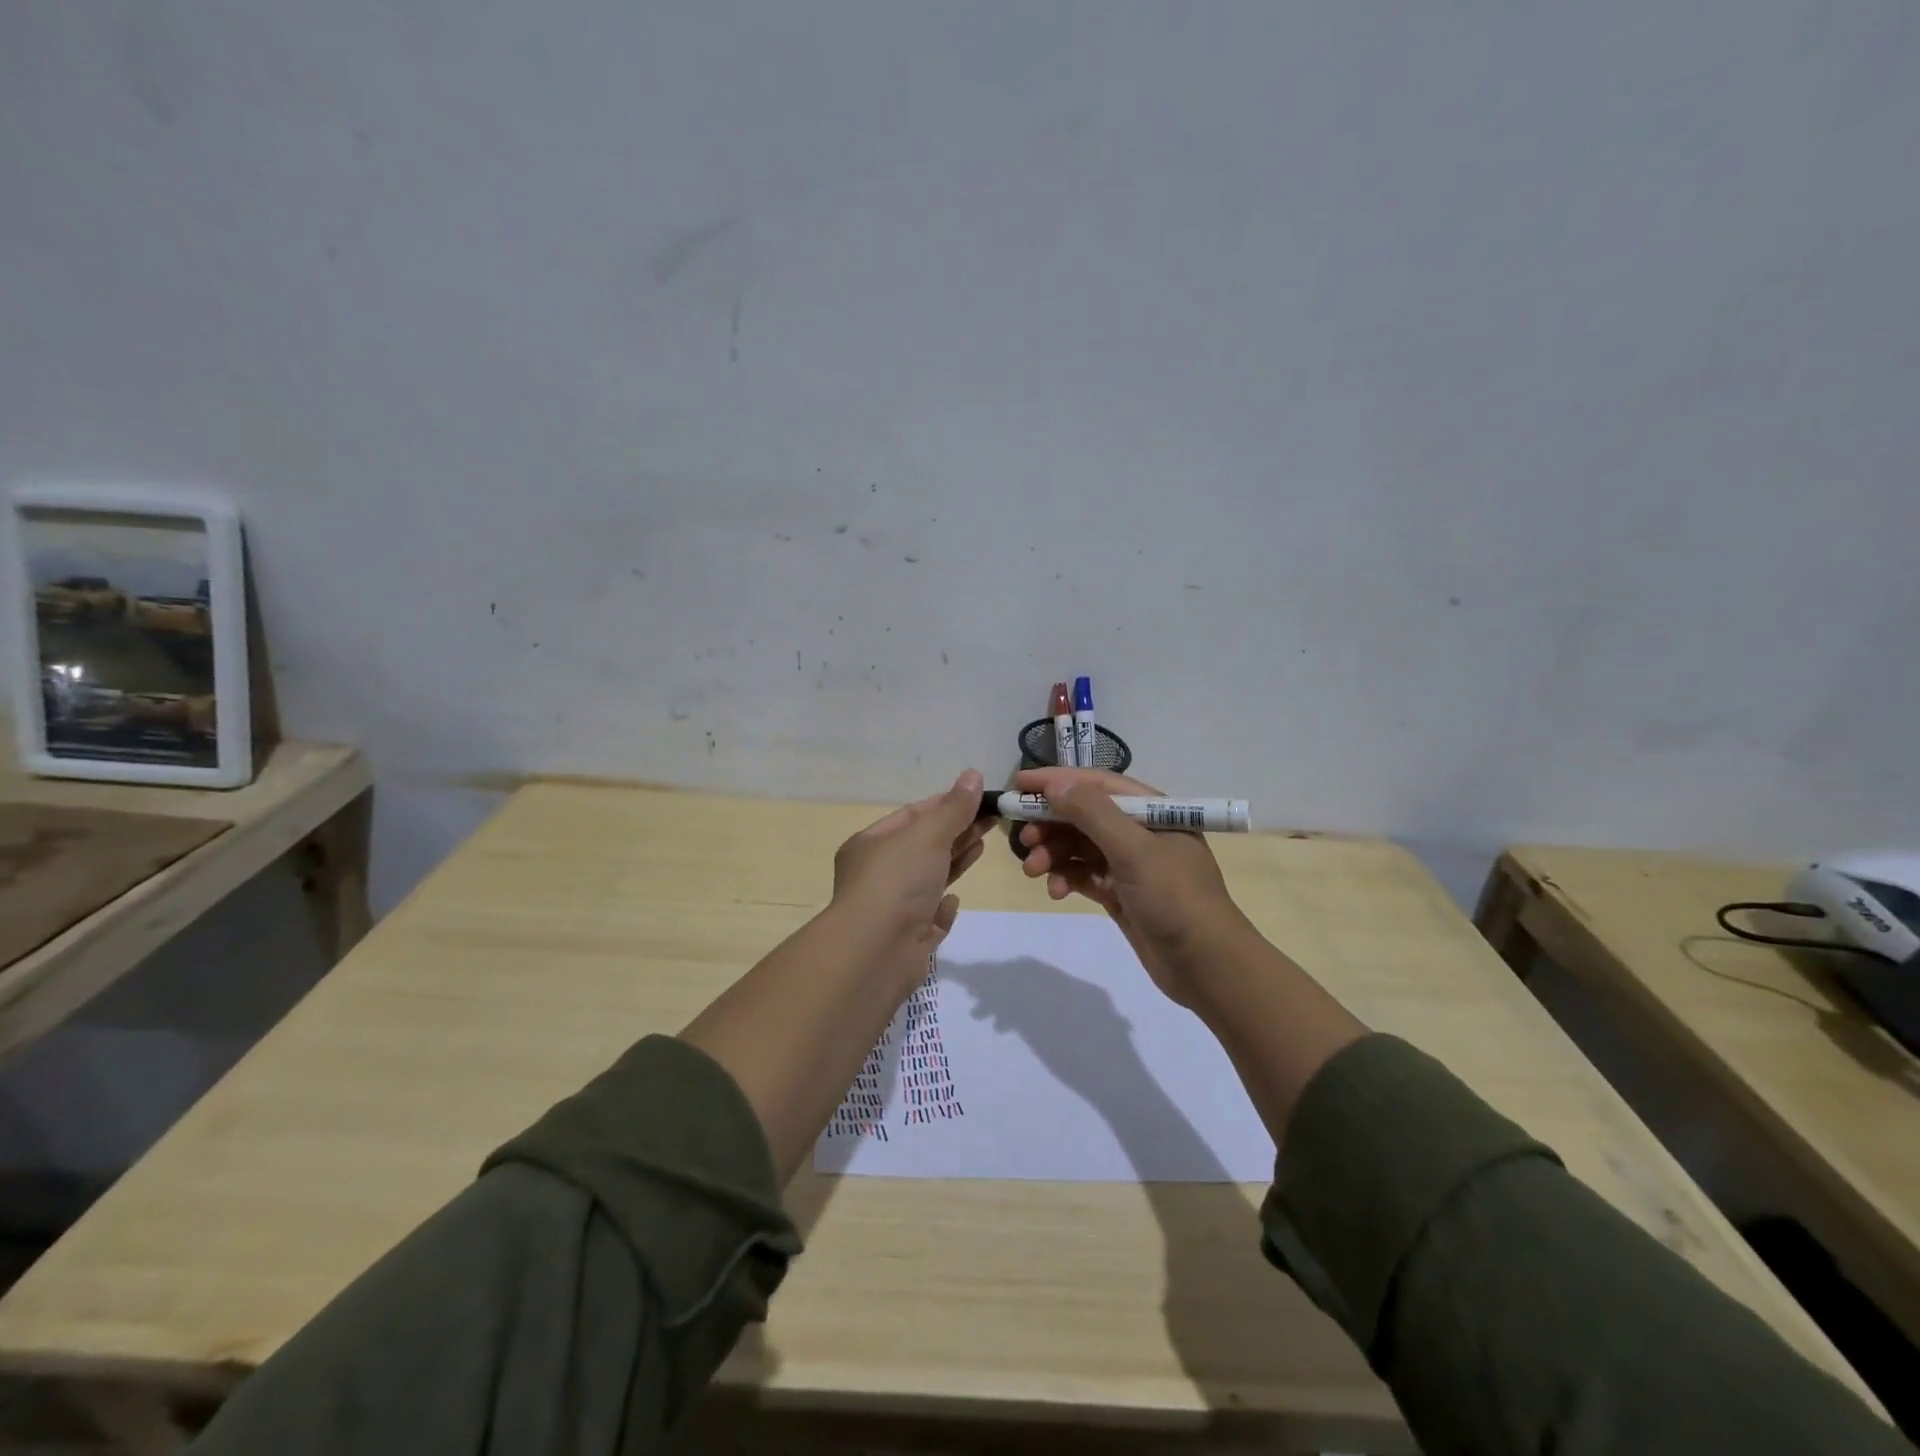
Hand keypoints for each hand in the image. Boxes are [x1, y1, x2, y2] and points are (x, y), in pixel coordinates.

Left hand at [831, 769, 990, 986]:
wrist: (876, 952)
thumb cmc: (897, 881)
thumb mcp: (927, 834)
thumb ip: (954, 808)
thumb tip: (973, 775)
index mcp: (871, 845)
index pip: (912, 815)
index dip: (946, 804)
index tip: (979, 798)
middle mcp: (877, 875)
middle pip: (923, 846)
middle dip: (957, 831)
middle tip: (993, 819)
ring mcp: (892, 910)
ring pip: (928, 879)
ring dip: (954, 862)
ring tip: (983, 845)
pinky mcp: (908, 940)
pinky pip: (928, 917)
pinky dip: (942, 908)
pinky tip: (953, 900)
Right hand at [1014, 767, 1250, 1006]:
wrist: (1206, 965)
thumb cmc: (1175, 897)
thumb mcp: (1134, 850)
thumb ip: (1093, 814)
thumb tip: (1056, 784)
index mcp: (1151, 810)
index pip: (1096, 784)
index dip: (1057, 781)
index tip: (1018, 785)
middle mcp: (1139, 831)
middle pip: (1084, 815)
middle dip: (1051, 823)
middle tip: (1023, 838)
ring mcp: (1130, 864)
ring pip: (1079, 847)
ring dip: (1053, 853)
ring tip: (1033, 870)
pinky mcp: (1121, 893)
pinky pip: (1084, 875)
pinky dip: (1066, 878)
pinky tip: (1055, 891)